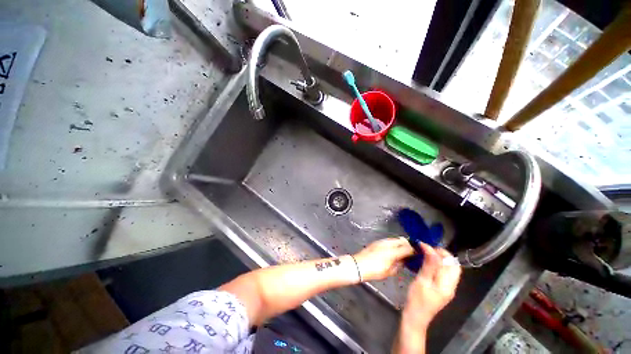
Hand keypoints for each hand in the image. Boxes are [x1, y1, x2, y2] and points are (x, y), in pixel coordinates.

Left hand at [353, 237, 414, 281]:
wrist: (359, 265)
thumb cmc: (374, 270)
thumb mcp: (390, 271)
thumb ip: (399, 264)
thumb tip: (404, 260)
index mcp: (393, 251)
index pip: (408, 247)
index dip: (415, 250)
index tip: (419, 252)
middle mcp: (388, 243)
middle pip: (402, 240)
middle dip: (408, 245)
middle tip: (412, 252)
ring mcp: (382, 241)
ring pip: (395, 239)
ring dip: (401, 244)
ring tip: (403, 251)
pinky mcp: (377, 242)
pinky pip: (389, 241)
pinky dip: (394, 244)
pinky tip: (393, 250)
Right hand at [402, 243, 460, 328]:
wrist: (415, 317)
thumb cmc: (416, 300)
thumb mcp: (421, 281)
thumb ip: (429, 265)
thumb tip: (430, 249)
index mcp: (447, 285)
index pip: (451, 263)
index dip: (439, 252)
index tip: (424, 245)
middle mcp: (451, 286)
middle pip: (454, 266)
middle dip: (442, 254)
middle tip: (427, 248)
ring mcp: (447, 288)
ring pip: (450, 269)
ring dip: (440, 259)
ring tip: (426, 253)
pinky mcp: (442, 288)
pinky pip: (445, 273)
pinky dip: (438, 265)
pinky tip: (428, 263)